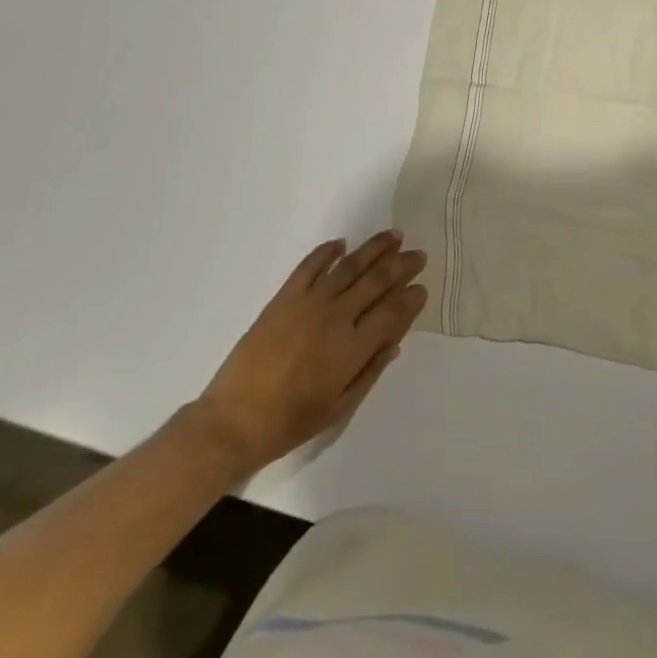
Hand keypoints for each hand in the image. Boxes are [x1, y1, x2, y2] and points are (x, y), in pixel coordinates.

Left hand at [189, 230, 426, 477]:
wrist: (233, 420)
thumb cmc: (290, 421)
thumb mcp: (339, 408)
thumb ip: (369, 372)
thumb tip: (394, 343)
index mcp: (352, 348)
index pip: (393, 312)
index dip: (411, 298)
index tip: (422, 288)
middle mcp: (336, 317)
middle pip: (377, 280)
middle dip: (402, 265)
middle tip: (418, 254)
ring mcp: (309, 302)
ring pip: (350, 266)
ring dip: (374, 248)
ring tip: (393, 236)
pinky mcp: (284, 297)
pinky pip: (310, 266)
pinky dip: (327, 251)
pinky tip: (341, 244)